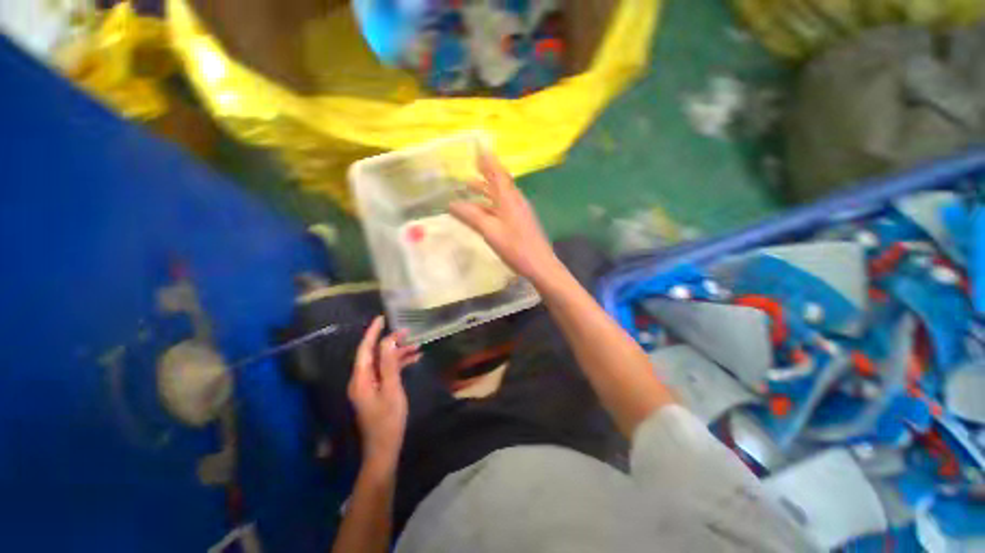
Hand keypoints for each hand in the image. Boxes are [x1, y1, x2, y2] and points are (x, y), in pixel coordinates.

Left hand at [347, 316, 420, 473]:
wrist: (384, 449)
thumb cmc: (388, 420)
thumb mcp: (391, 389)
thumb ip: (389, 364)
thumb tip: (388, 341)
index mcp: (361, 379)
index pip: (365, 349)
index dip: (372, 332)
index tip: (382, 318)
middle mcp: (362, 380)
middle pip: (374, 354)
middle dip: (390, 342)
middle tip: (408, 331)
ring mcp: (369, 386)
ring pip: (382, 362)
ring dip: (397, 353)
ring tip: (416, 346)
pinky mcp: (377, 391)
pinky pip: (387, 372)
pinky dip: (399, 364)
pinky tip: (414, 359)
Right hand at [449, 153, 560, 284]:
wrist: (540, 265)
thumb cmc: (515, 247)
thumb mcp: (490, 231)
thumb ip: (472, 216)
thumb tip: (451, 204)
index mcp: (509, 198)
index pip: (498, 173)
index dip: (488, 161)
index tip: (478, 149)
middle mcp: (516, 201)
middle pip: (499, 182)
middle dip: (485, 174)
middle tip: (470, 167)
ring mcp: (520, 212)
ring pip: (501, 195)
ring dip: (486, 190)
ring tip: (471, 186)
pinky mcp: (521, 222)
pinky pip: (503, 207)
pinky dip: (491, 204)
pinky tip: (483, 210)